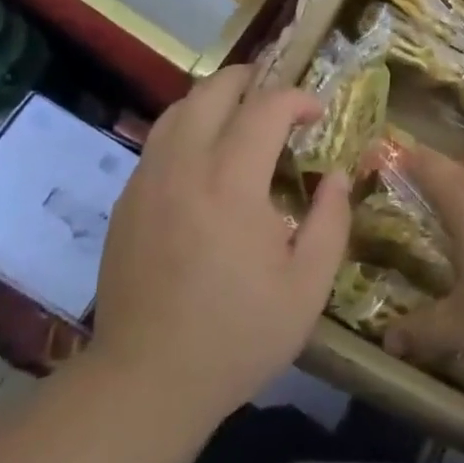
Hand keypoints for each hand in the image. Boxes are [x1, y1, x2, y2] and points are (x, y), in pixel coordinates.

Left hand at [89, 67, 352, 428]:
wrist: (145, 382)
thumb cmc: (236, 335)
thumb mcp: (307, 288)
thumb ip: (331, 221)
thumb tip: (336, 176)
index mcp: (232, 181)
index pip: (267, 106)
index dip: (298, 98)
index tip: (317, 114)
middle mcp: (185, 165)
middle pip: (213, 89)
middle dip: (252, 80)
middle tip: (277, 97)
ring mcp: (148, 180)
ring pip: (179, 109)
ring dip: (215, 100)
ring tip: (241, 117)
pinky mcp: (127, 201)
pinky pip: (159, 142)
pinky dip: (188, 129)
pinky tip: (205, 160)